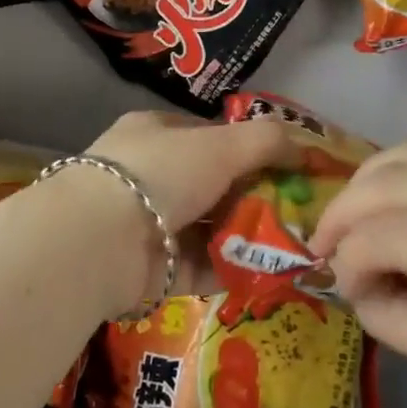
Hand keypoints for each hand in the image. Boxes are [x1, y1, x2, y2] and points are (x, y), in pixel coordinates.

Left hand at [42, 111, 297, 313]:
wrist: (100, 242)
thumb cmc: (161, 173)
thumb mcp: (221, 144)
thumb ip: (266, 141)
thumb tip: (307, 147)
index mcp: (157, 134)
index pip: (210, 136)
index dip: (250, 149)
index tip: (289, 167)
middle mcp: (152, 176)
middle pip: (214, 184)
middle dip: (255, 196)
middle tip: (300, 211)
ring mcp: (151, 224)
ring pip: (211, 227)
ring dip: (249, 235)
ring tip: (297, 245)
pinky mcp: (156, 271)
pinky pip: (205, 266)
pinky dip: (236, 269)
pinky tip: (273, 273)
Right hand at [309, 143, 406, 407]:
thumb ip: (396, 318)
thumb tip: (351, 279)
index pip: (392, 232)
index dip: (348, 254)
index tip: (337, 282)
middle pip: (396, 178)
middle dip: (345, 208)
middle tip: (325, 243)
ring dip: (370, 180)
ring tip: (352, 216)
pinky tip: (396, 200)